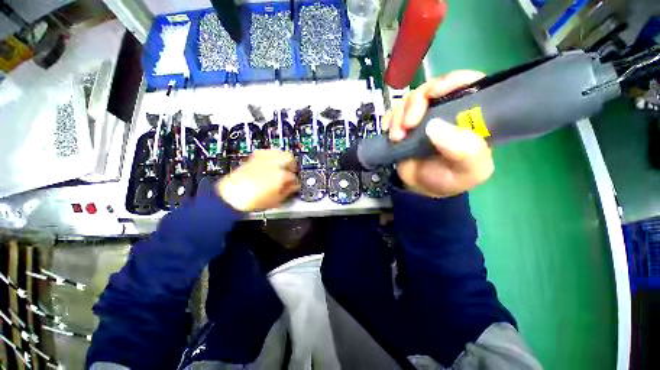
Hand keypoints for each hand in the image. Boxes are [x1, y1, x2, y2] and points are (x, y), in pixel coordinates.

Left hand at [216, 150, 299, 211]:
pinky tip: (271, 163)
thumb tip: (294, 186)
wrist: (230, 196)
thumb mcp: (275, 200)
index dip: (295, 182)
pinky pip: (267, 152)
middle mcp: (273, 163)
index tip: (294, 185)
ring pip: (279, 152)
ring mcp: (263, 159)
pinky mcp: (254, 158)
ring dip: (283, 158)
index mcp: (280, 175)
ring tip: (282, 166)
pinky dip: (272, 156)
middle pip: (289, 158)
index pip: (294, 176)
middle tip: (291, 172)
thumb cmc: (251, 200)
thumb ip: (288, 191)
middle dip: (292, 165)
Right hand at [382, 71, 493, 197]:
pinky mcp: (403, 125)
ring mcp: (422, 117)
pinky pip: (393, 112)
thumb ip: (465, 151)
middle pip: (431, 89)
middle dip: (416, 103)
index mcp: (470, 117)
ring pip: (409, 100)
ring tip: (396, 137)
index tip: (434, 94)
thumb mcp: (468, 171)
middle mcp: (446, 111)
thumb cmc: (449, 179)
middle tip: (408, 125)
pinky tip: (388, 132)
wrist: (421, 188)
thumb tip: (436, 126)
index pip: (467, 84)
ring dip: (399, 116)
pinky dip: (389, 119)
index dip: (451, 81)